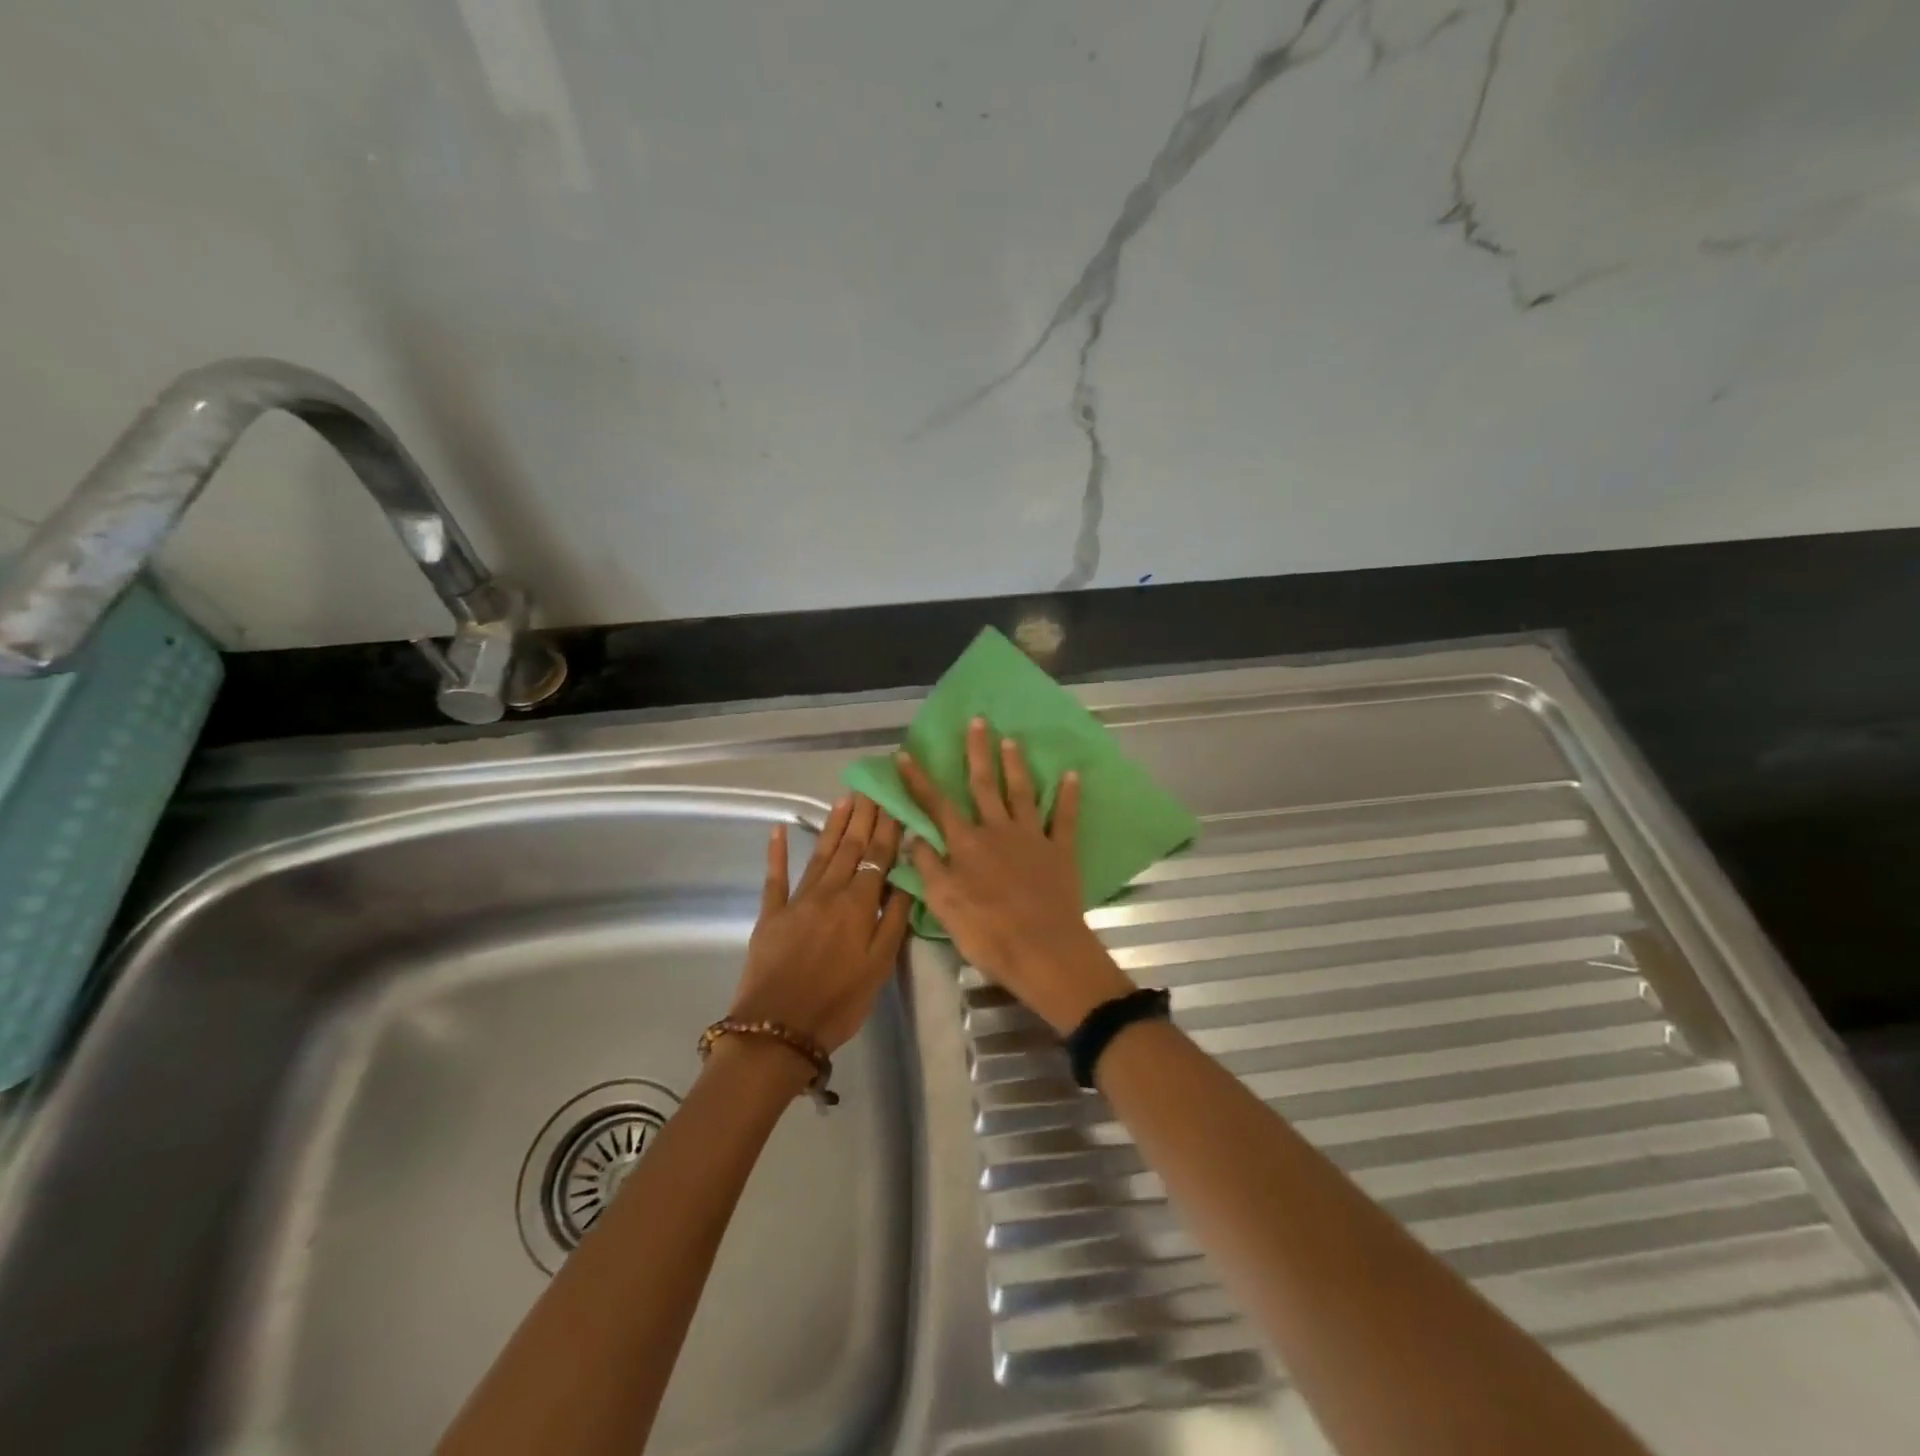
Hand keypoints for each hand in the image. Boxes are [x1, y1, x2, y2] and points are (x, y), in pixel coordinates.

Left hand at [729, 795, 912, 1053]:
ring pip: (820, 854)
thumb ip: (894, 920)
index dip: (887, 828)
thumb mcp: (879, 966)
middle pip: (850, 848)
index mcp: (858, 905)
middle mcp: (829, 893)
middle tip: (871, 788)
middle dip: (863, 817)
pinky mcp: (771, 914)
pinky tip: (780, 830)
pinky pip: (775, 877)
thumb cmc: (839, 1002)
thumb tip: (906, 879)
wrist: (778, 1029)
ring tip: (845, 800)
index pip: (878, 857)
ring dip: (833, 826)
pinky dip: (778, 853)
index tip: (893, 800)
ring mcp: (797, 901)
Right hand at [899, 718, 1133, 1034]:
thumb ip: (929, 867)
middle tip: (977, 721)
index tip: (905, 754)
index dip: (919, 780)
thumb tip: (915, 836)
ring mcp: (1031, 837)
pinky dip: (1068, 796)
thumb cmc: (987, 932)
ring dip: (1015, 765)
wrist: (1042, 950)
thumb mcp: (944, 904)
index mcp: (966, 844)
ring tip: (1011, 739)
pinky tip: (1072, 775)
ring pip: (1021, 792)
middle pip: (984, 785)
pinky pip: (1064, 818)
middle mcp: (997, 830)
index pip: (936, 805)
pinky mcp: (1060, 851)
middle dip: (977, 752)